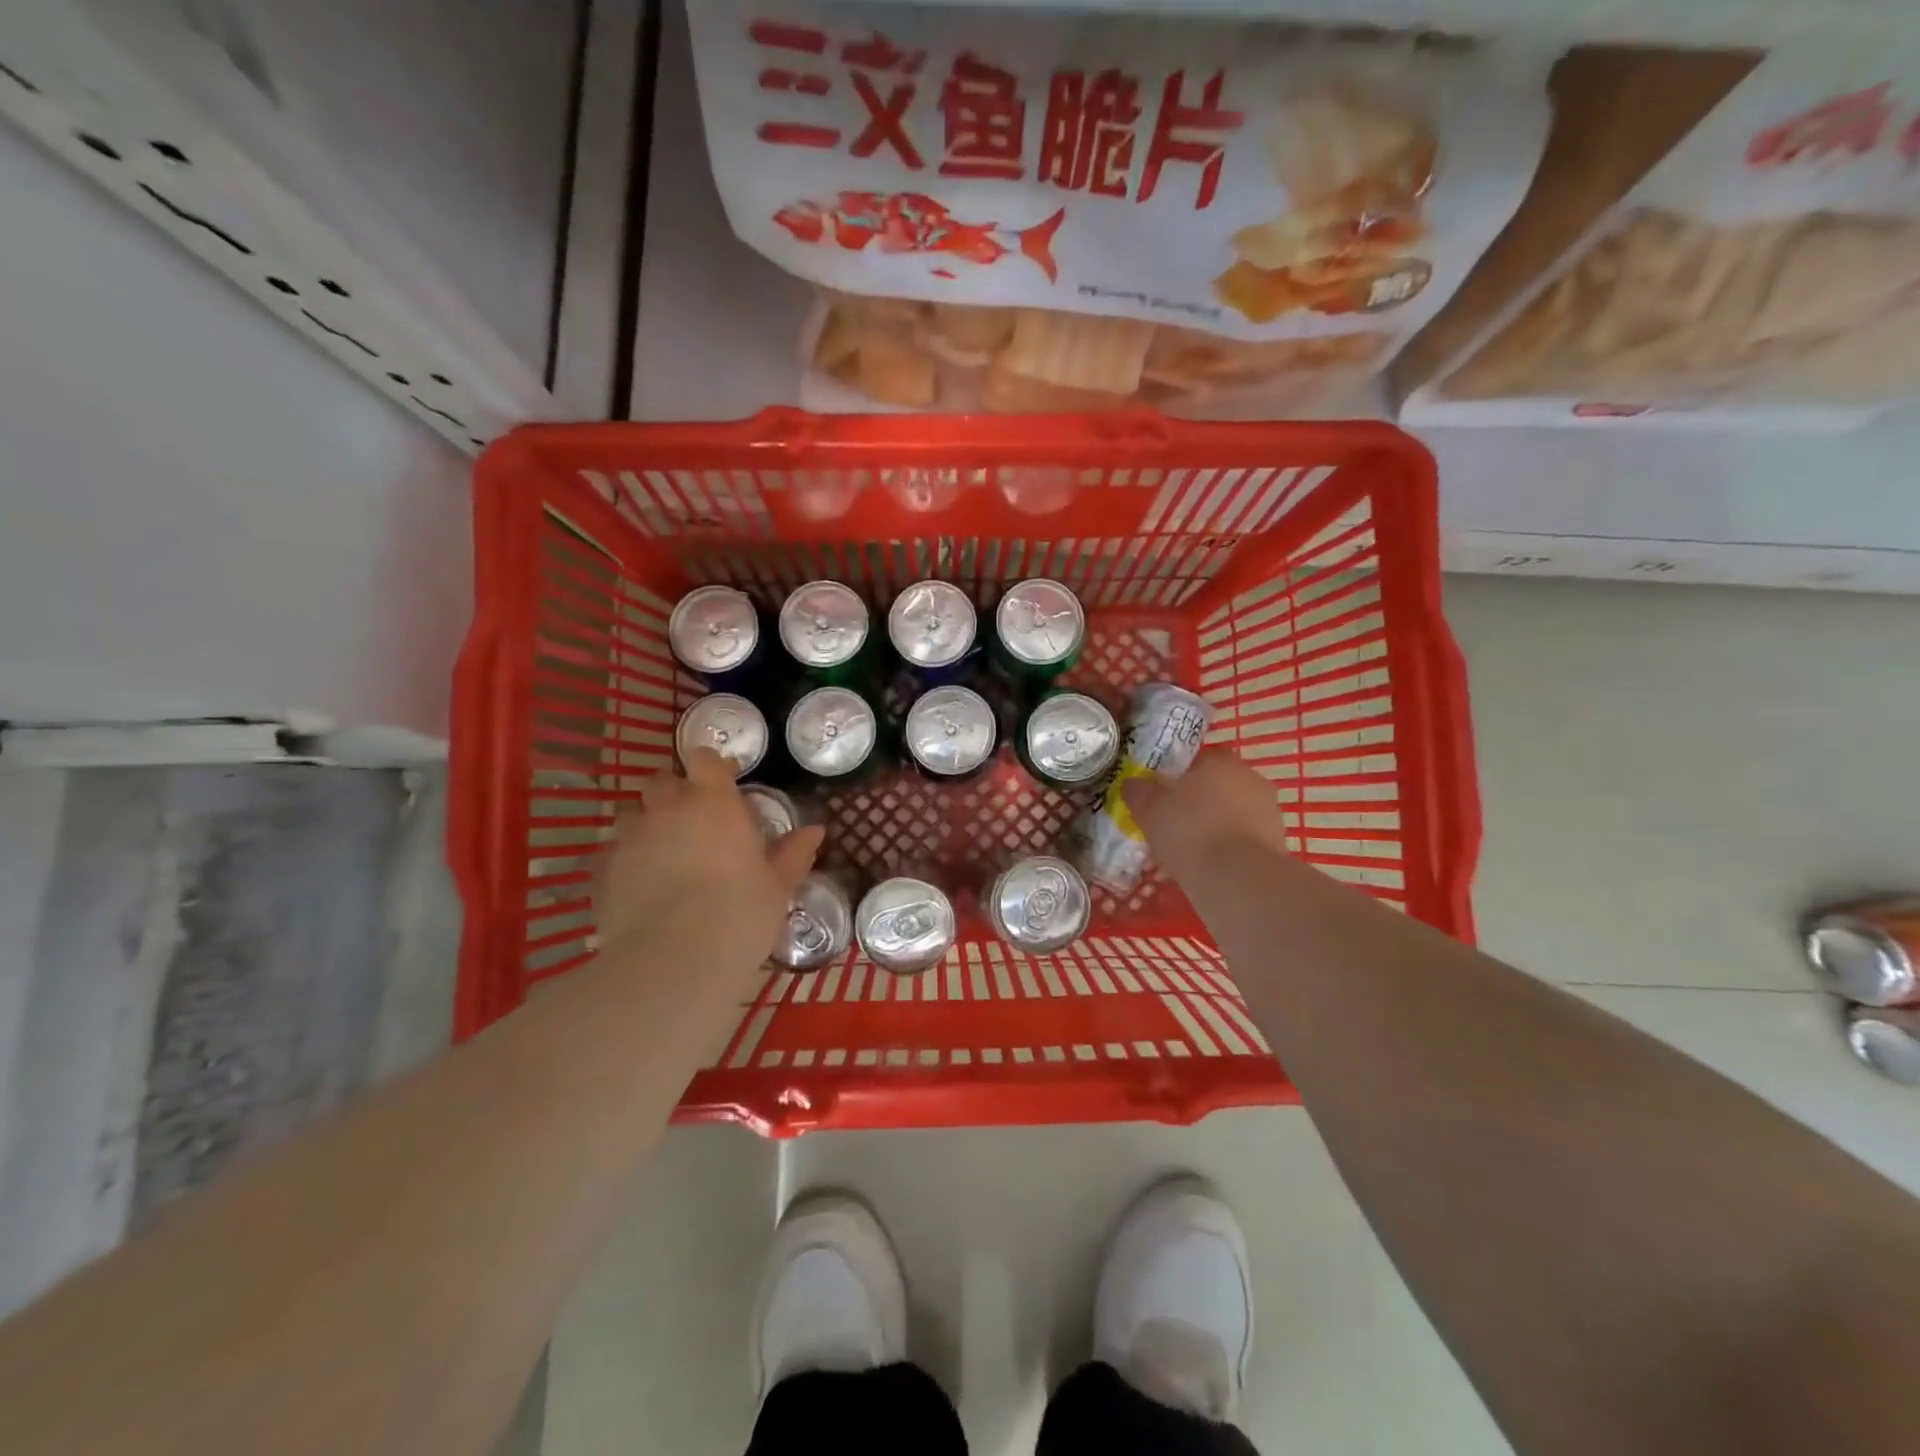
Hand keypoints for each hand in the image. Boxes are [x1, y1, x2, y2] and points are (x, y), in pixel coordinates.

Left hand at [596, 749, 823, 992]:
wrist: (674, 961)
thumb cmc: (740, 914)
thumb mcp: (778, 886)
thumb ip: (794, 853)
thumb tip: (816, 830)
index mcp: (714, 803)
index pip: (705, 759)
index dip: (712, 766)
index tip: (724, 780)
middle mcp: (668, 809)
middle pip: (662, 780)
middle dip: (675, 791)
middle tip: (694, 819)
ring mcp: (630, 837)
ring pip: (632, 814)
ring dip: (647, 823)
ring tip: (663, 853)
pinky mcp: (603, 869)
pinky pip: (612, 852)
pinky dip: (626, 860)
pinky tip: (640, 886)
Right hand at [1120, 750, 1287, 873]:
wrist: (1237, 878)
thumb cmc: (1189, 831)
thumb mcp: (1149, 810)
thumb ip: (1139, 792)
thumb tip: (1133, 784)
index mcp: (1222, 762)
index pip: (1203, 758)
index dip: (1184, 774)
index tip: (1167, 793)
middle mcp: (1252, 779)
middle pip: (1222, 785)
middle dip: (1203, 800)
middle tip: (1177, 821)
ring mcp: (1270, 812)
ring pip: (1237, 812)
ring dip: (1220, 824)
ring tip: (1193, 849)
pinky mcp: (1279, 844)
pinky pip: (1247, 839)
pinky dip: (1232, 848)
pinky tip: (1212, 865)